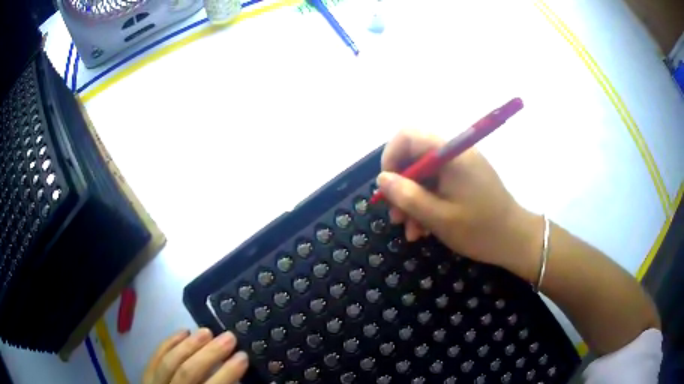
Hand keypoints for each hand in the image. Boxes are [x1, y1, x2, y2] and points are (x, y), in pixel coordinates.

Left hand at [143, 329, 247, 383]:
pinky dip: (169, 342)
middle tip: (229, 337)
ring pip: (170, 362)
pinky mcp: (146, 376)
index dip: (227, 373)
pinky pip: (155, 356)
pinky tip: (183, 332)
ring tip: (207, 331)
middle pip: (188, 372)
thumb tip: (243, 377)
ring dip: (190, 345)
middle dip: (210, 354)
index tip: (242, 356)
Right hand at [378, 129, 541, 281]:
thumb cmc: (480, 230)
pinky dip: (428, 204)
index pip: (408, 135)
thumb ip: (407, 196)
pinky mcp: (465, 179)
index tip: (387, 186)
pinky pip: (438, 185)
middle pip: (414, 157)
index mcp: (451, 155)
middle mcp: (455, 153)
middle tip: (396, 217)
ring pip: (424, 175)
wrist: (516, 240)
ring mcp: (461, 167)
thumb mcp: (439, 218)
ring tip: (411, 231)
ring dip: (413, 201)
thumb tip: (381, 179)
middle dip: (401, 186)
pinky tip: (425, 229)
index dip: (391, 156)